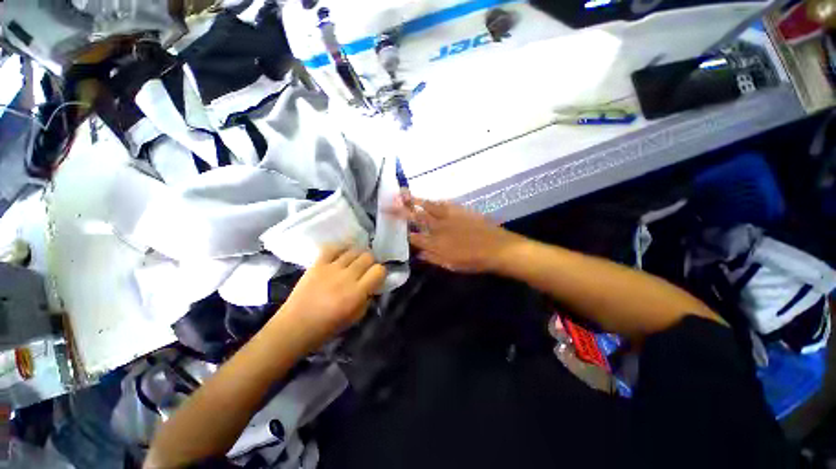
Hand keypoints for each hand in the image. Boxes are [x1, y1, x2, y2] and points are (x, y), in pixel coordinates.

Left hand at [278, 246, 385, 348]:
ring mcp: (331, 268)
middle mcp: (346, 277)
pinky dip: (340, 249)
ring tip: (354, 262)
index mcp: (357, 293)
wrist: (295, 327)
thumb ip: (367, 298)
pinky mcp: (317, 264)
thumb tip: (372, 285)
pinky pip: (333, 248)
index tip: (376, 278)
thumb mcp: (355, 317)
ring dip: (357, 255)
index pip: (379, 270)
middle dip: (370, 262)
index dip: (380, 273)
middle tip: (365, 270)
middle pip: (368, 256)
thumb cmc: (327, 327)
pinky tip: (342, 255)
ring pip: (353, 250)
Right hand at [389, 191, 524, 272]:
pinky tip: (429, 199)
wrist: (498, 248)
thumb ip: (433, 258)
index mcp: (436, 244)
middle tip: (390, 202)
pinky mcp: (460, 210)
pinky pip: (444, 203)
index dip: (402, 229)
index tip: (391, 222)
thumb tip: (418, 254)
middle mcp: (439, 228)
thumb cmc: (474, 261)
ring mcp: (449, 217)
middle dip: (402, 210)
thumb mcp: (451, 265)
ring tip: (403, 193)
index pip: (414, 236)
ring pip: (428, 207)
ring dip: (415, 200)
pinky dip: (434, 201)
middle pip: (417, 217)